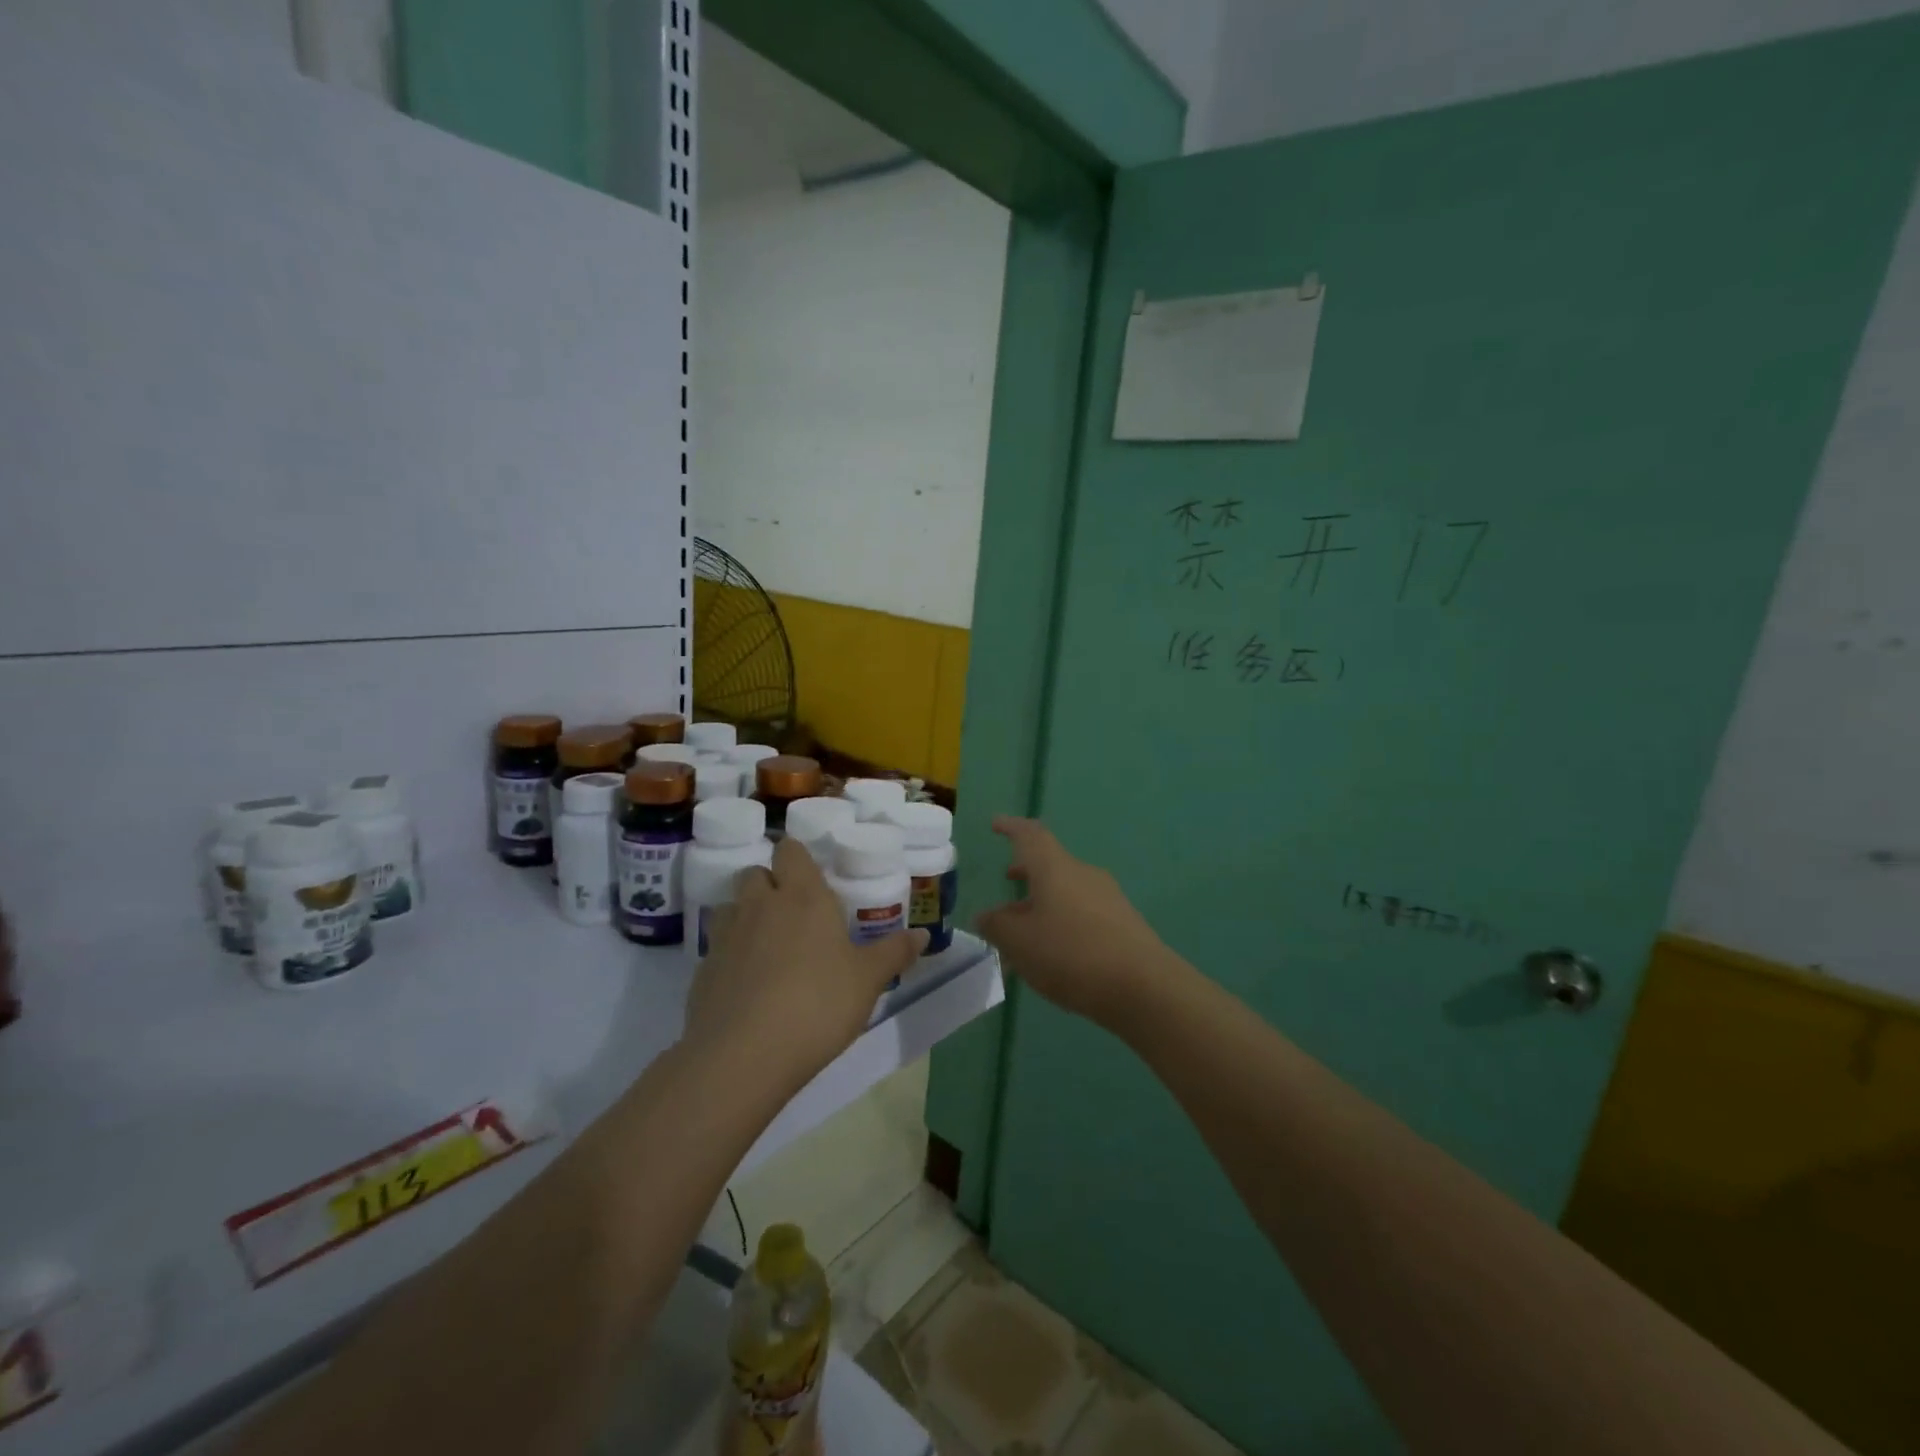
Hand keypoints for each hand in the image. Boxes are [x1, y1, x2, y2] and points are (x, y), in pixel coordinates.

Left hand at [687, 837, 924, 1087]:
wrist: (744, 1055)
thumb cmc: (818, 1004)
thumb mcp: (868, 981)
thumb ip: (894, 953)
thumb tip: (923, 935)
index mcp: (803, 895)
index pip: (790, 850)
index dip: (798, 858)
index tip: (812, 877)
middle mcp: (760, 904)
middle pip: (755, 873)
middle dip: (770, 884)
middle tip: (794, 913)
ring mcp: (726, 936)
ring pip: (731, 907)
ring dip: (746, 916)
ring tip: (768, 946)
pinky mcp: (703, 970)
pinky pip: (718, 948)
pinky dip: (731, 956)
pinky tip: (748, 986)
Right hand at [975, 817, 1184, 1032]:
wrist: (1144, 987)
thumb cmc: (1071, 954)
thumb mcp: (1019, 942)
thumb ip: (996, 926)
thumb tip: (986, 915)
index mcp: (1055, 868)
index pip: (1030, 835)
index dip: (1011, 827)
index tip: (996, 824)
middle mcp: (1083, 874)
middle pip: (1050, 864)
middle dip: (1027, 871)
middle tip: (1007, 880)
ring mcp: (1107, 898)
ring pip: (1065, 892)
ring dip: (1042, 904)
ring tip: (1023, 932)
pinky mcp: (1123, 924)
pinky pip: (1083, 914)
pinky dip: (1062, 923)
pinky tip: (1053, 955)